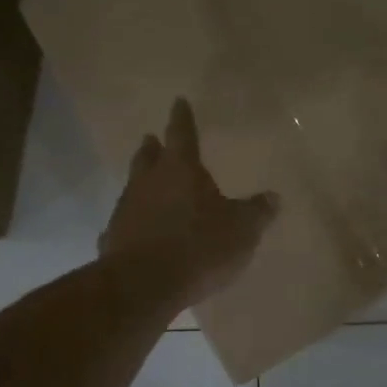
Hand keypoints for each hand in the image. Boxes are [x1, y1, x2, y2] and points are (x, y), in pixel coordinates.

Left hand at [101, 98, 280, 305]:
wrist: (143, 285)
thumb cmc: (199, 247)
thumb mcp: (242, 230)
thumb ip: (257, 212)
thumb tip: (273, 197)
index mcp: (181, 169)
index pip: (182, 134)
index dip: (182, 117)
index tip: (178, 101)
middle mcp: (148, 181)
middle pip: (148, 157)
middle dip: (153, 147)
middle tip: (152, 139)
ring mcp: (126, 209)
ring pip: (133, 186)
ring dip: (142, 182)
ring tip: (148, 184)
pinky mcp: (113, 238)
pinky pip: (125, 222)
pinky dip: (133, 221)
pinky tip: (137, 231)